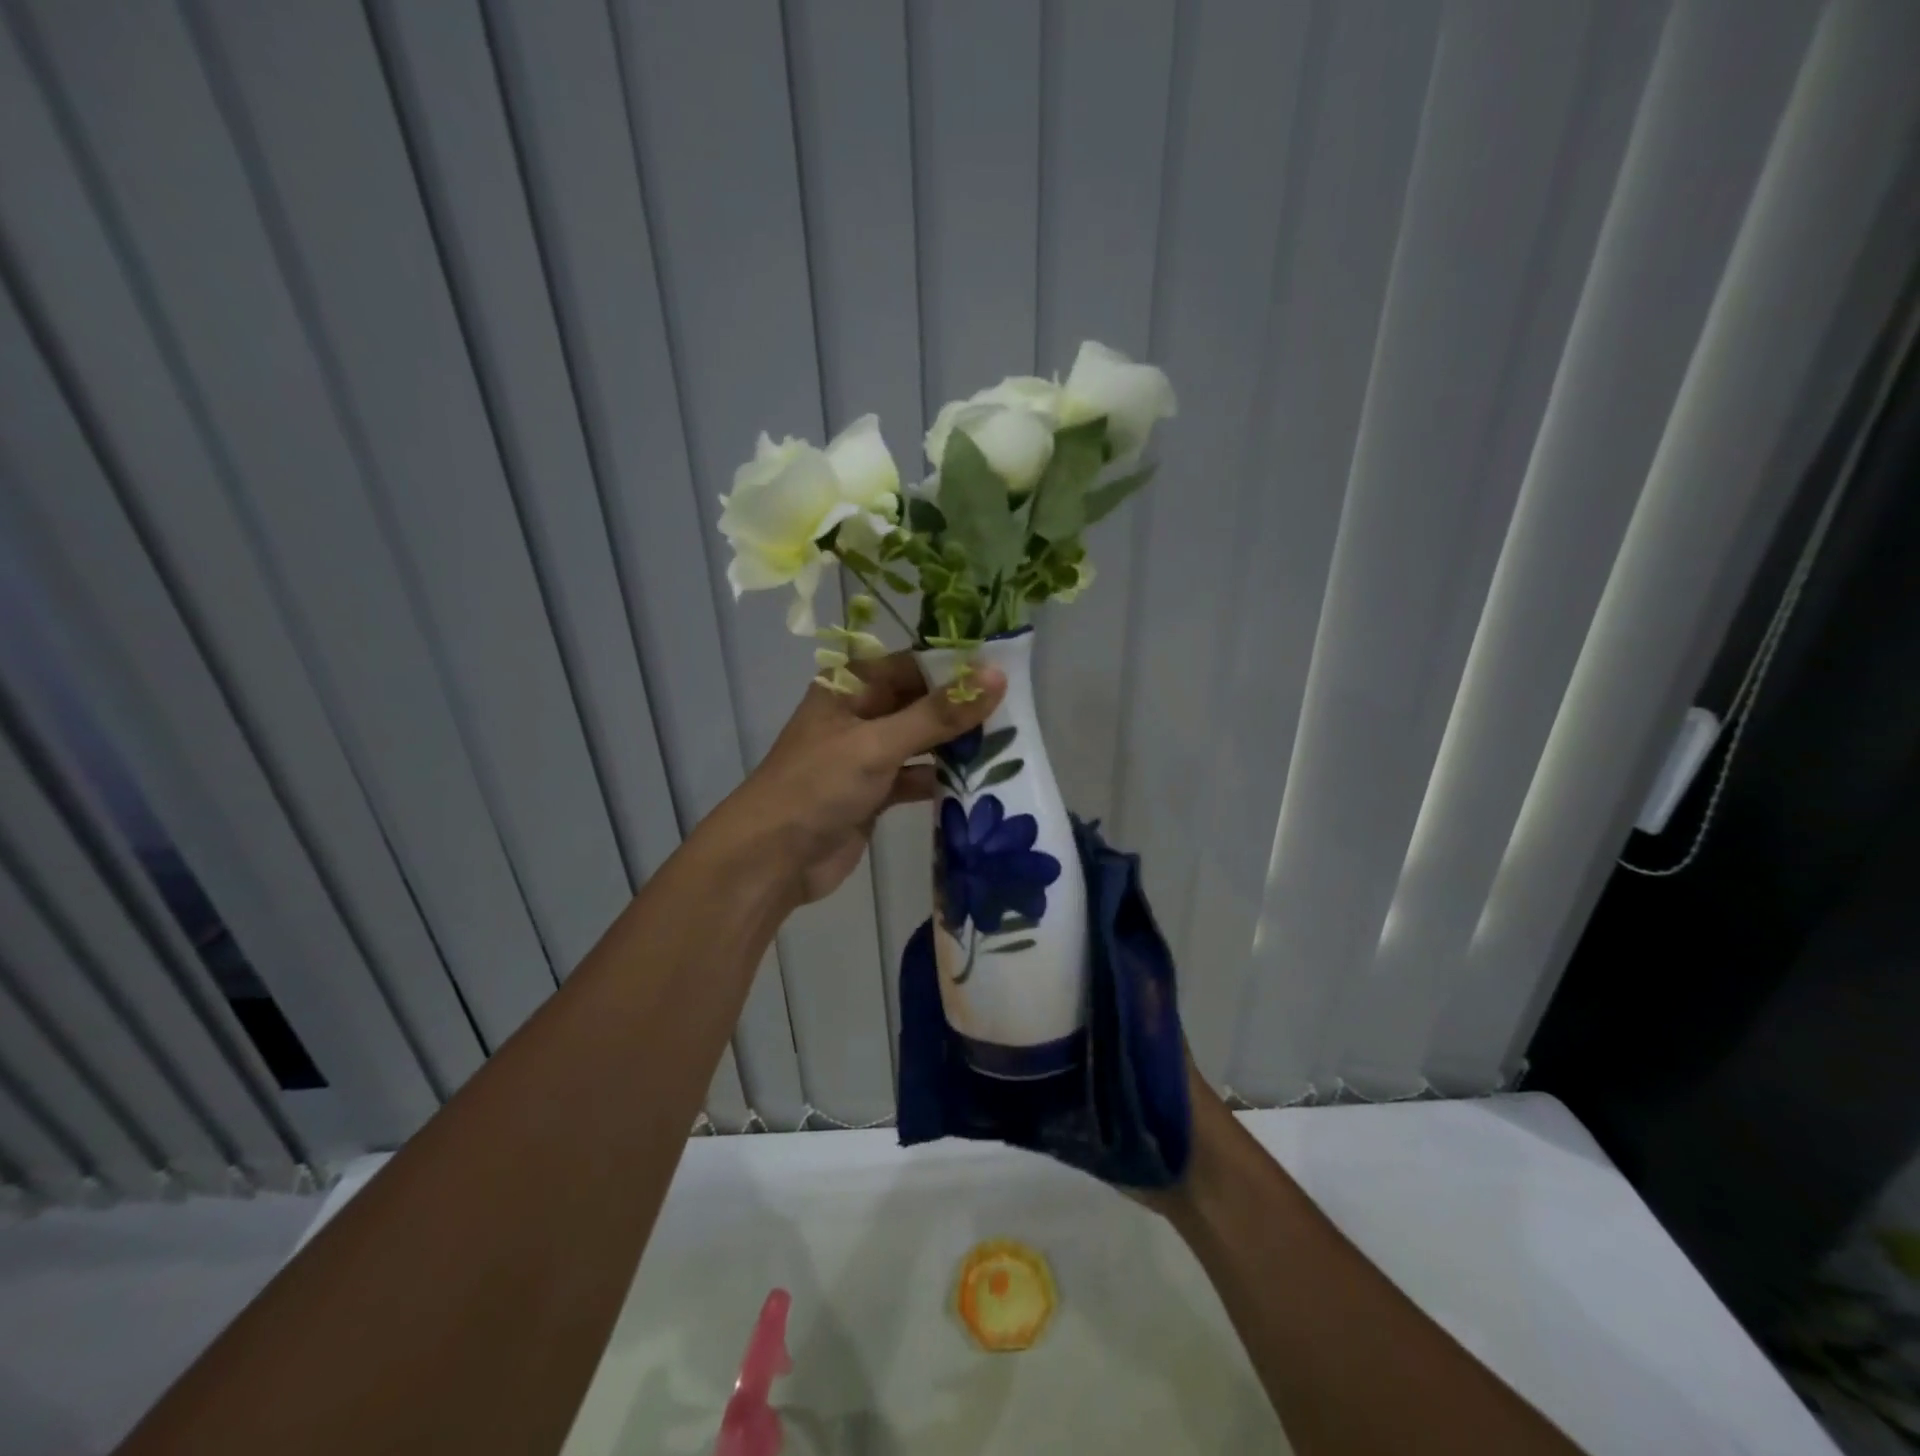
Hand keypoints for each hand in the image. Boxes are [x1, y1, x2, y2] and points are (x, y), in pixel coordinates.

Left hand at [714, 653, 1005, 905]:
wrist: (771, 860)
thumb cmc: (818, 787)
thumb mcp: (878, 744)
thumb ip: (937, 714)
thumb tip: (996, 677)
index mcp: (850, 686)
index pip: (913, 664)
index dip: (956, 668)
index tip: (1006, 674)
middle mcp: (860, 714)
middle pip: (920, 702)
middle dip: (962, 709)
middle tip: (1017, 712)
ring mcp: (867, 755)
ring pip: (922, 741)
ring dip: (957, 746)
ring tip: (1010, 745)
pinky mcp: (874, 792)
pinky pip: (916, 777)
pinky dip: (942, 780)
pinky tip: (980, 783)